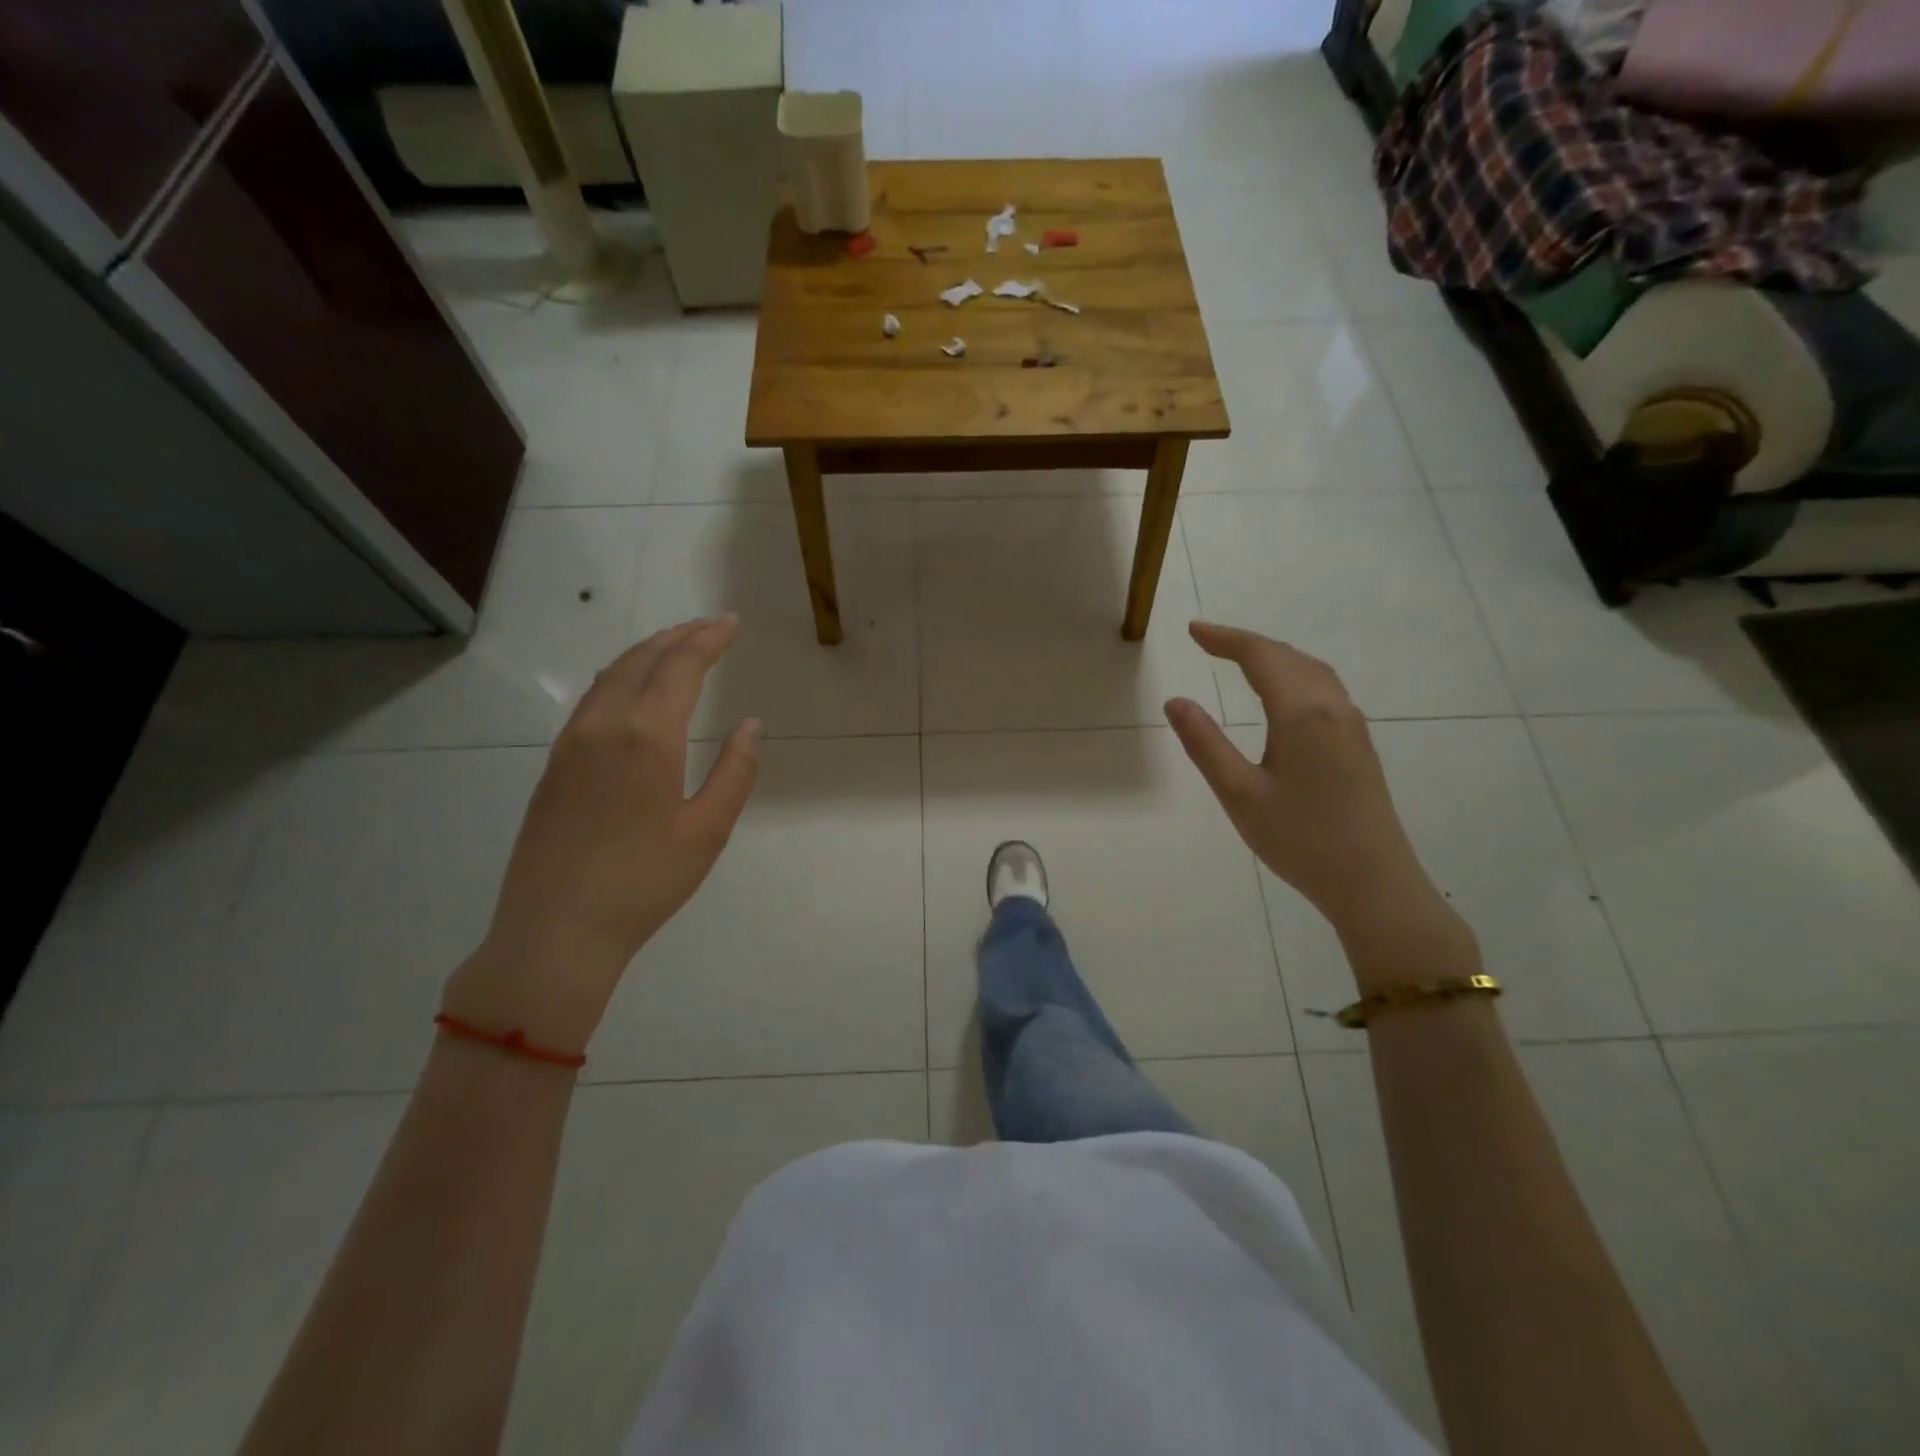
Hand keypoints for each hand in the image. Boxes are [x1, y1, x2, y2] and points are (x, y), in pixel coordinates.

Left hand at [443, 616, 760, 1052]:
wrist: (556, 930)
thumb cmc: (644, 883)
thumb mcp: (708, 831)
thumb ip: (735, 772)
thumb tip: (749, 726)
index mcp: (647, 737)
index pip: (680, 666)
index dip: (708, 639)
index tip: (731, 623)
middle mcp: (604, 726)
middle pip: (641, 659)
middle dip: (678, 636)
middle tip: (710, 626)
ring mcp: (571, 743)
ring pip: (611, 675)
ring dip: (647, 652)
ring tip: (677, 647)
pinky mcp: (554, 765)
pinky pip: (592, 699)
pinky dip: (622, 676)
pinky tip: (635, 689)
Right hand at [1165, 623, 1467, 976]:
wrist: (1373, 884)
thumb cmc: (1300, 840)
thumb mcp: (1239, 794)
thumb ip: (1205, 744)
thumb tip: (1175, 702)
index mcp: (1302, 713)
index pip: (1261, 656)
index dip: (1225, 638)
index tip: (1192, 631)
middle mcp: (1332, 708)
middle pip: (1289, 657)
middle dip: (1247, 643)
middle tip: (1208, 642)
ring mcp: (1352, 727)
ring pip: (1312, 671)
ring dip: (1275, 657)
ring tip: (1241, 660)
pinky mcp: (1359, 746)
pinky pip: (1325, 690)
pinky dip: (1294, 675)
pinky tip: (1283, 696)